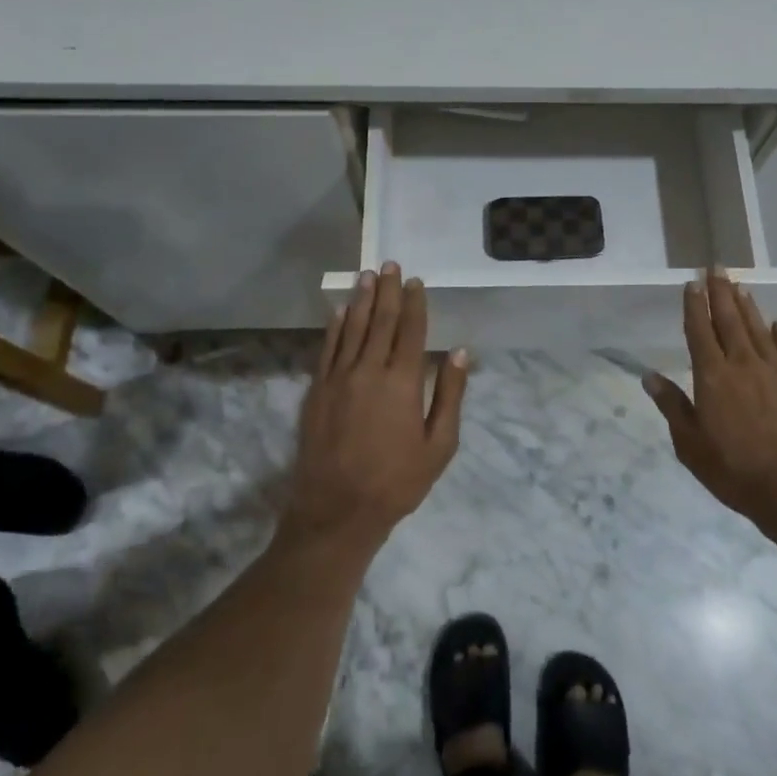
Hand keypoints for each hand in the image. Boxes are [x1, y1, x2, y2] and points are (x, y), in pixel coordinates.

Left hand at [280, 262, 469, 557]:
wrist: (336, 511)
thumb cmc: (396, 482)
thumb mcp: (439, 446)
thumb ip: (449, 396)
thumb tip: (460, 352)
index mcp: (401, 382)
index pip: (410, 331)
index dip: (414, 303)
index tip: (416, 281)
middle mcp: (368, 371)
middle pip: (379, 321)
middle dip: (387, 291)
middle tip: (390, 264)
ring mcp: (338, 379)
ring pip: (351, 328)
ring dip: (360, 299)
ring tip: (367, 275)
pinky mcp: (317, 391)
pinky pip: (327, 349)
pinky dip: (334, 327)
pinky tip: (339, 311)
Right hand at [642, 269, 776, 548]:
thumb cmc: (735, 470)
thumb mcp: (691, 445)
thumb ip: (672, 406)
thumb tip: (649, 376)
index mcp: (711, 377)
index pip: (699, 331)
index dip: (694, 306)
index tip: (691, 283)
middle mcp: (741, 364)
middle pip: (729, 320)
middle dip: (720, 292)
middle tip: (716, 267)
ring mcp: (774, 371)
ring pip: (757, 329)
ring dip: (747, 305)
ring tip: (739, 285)